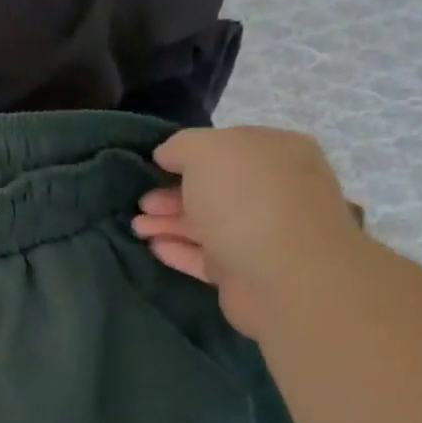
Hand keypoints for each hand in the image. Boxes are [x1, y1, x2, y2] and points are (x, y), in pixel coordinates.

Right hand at [132, 127, 361, 339]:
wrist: (285, 276)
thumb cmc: (246, 199)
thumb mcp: (206, 151)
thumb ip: (181, 146)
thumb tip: (167, 155)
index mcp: (275, 152)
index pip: (227, 146)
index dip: (189, 155)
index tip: (154, 165)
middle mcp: (274, 190)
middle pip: (215, 188)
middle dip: (173, 193)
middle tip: (141, 202)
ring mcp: (262, 233)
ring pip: (207, 223)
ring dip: (170, 223)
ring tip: (136, 227)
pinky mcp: (246, 271)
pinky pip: (207, 256)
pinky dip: (180, 250)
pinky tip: (154, 247)